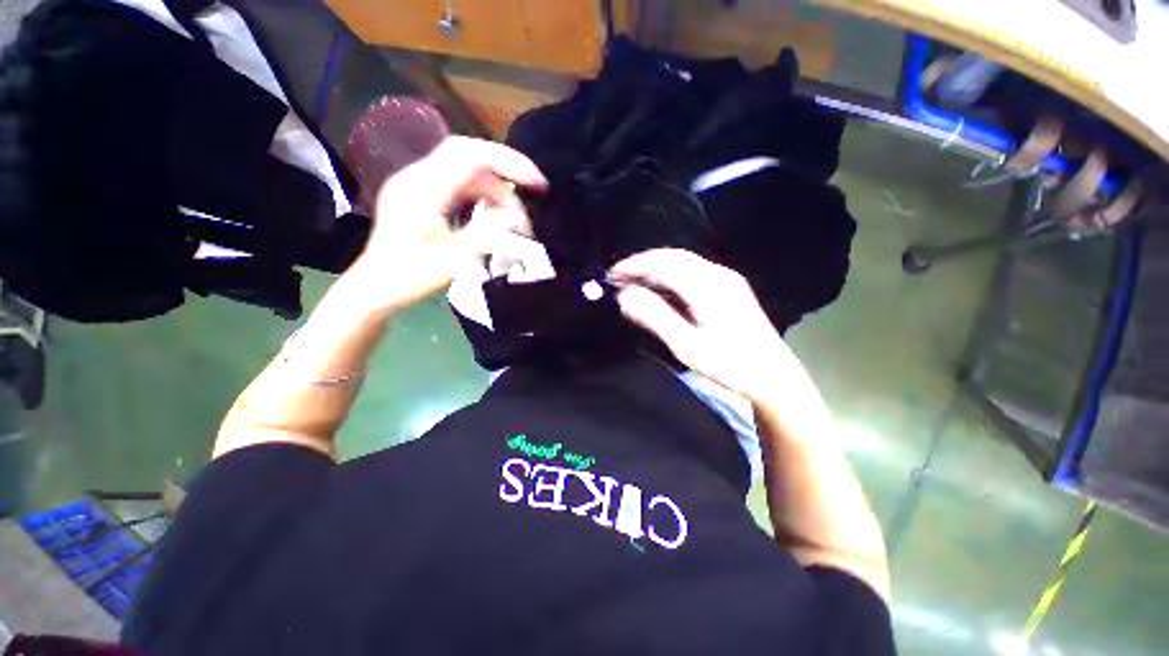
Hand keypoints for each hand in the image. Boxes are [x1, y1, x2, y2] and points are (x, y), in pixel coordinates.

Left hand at [346, 136, 545, 313]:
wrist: (373, 288)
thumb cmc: (407, 278)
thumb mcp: (450, 262)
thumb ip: (485, 238)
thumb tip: (518, 220)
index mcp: (421, 189)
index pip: (469, 155)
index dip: (508, 163)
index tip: (538, 184)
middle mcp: (418, 178)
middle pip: (471, 161)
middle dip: (506, 182)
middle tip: (526, 211)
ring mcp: (419, 185)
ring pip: (468, 175)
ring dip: (495, 196)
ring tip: (513, 225)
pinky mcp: (423, 196)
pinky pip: (460, 186)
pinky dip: (483, 199)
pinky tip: (492, 218)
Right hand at [609, 248, 789, 399]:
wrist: (773, 376)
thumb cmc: (729, 365)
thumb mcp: (686, 345)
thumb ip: (654, 317)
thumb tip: (625, 296)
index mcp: (707, 286)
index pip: (662, 264)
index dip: (634, 266)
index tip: (612, 275)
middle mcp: (718, 275)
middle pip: (673, 257)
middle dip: (642, 263)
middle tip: (619, 277)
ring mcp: (726, 279)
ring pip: (683, 262)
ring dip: (655, 267)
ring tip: (634, 281)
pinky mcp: (729, 287)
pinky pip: (692, 271)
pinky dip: (670, 274)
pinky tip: (660, 288)